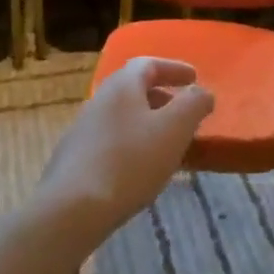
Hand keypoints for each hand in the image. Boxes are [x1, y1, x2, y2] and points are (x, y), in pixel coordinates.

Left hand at [38, 58, 213, 248]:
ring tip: (168, 145)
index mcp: (121, 87)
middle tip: (184, 113)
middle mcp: (98, 102)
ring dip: (148, 123)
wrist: (72, 210)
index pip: (148, 64)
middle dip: (162, 97)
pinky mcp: (75, 161)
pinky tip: (142, 170)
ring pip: (122, 118)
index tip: (195, 78)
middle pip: (133, 90)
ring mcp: (82, 132)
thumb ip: (194, 104)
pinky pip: (111, 142)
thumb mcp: (175, 128)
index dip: (174, 68)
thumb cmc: (130, 161)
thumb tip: (201, 92)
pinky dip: (133, 145)